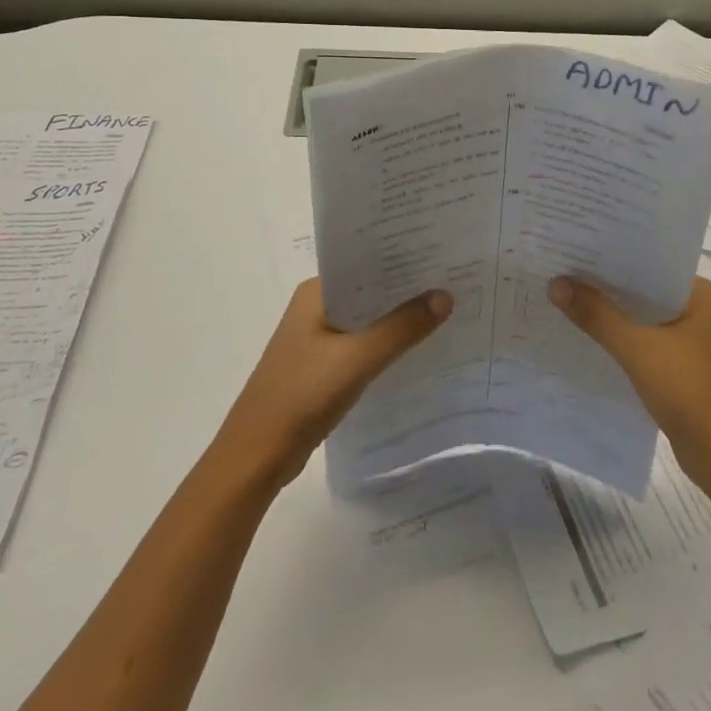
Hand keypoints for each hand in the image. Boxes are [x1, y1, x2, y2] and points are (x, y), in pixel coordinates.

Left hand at [216, 278, 451, 488]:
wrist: (257, 455)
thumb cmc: (302, 395)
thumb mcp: (357, 359)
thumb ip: (401, 328)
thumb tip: (446, 296)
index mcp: (315, 292)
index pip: (365, 263)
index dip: (402, 259)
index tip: (441, 255)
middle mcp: (315, 307)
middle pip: (369, 291)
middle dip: (406, 289)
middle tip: (454, 280)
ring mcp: (317, 338)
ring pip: (367, 319)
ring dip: (397, 318)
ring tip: (445, 310)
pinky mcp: (322, 366)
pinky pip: (362, 344)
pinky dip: (386, 344)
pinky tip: (416, 348)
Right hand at [549, 275, 710, 494]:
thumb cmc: (693, 393)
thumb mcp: (639, 349)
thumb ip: (597, 315)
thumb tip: (556, 283)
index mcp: (698, 293)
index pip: (647, 261)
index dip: (609, 254)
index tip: (571, 244)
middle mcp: (695, 310)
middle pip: (640, 288)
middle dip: (602, 283)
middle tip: (557, 266)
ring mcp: (688, 341)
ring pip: (638, 317)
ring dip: (607, 312)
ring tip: (561, 296)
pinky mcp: (678, 368)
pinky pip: (640, 342)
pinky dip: (616, 338)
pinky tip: (583, 336)